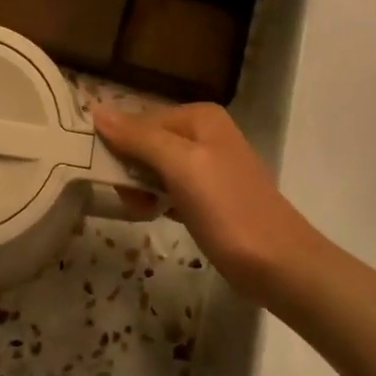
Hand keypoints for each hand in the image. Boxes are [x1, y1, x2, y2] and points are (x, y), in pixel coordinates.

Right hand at [91, 103, 323, 303]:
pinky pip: (169, 188)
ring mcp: (208, 165)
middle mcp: (204, 133)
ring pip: (154, 167)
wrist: (278, 264)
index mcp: (199, 117)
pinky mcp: (208, 195)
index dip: (120, 146)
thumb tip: (97, 111)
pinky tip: (157, 215)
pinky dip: (157, 200)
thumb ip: (139, 138)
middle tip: (132, 200)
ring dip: (141, 188)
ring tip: (144, 210)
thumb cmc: (227, 209)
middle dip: (131, 170)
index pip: (140, 120)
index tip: (109, 178)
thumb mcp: (180, 166)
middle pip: (146, 142)